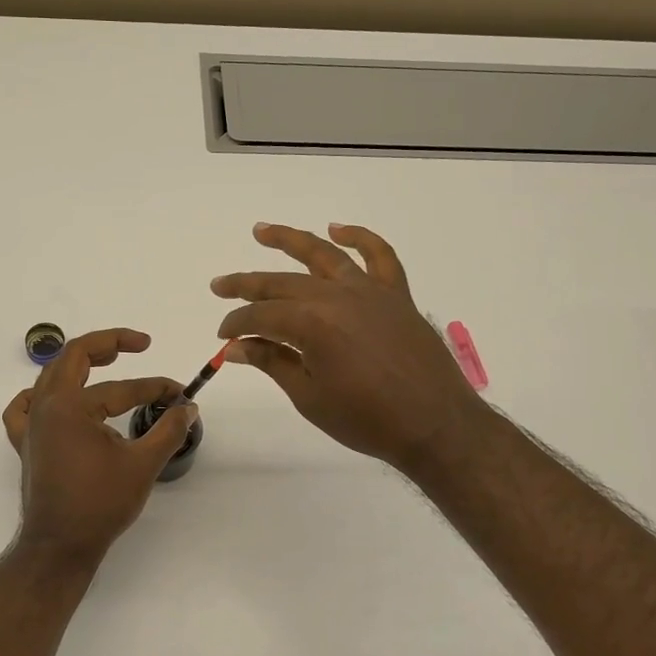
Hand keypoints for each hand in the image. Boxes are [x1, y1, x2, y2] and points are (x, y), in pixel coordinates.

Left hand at [1, 328, 198, 565]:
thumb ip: (168, 430)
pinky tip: (53, 399)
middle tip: (138, 344)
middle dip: (108, 344)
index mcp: (70, 406)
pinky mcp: (27, 444)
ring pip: (52, 377)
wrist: (59, 546)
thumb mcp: (142, 464)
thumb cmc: (99, 504)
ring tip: (105, 361)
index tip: (180, 395)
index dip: (154, 388)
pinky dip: (39, 396)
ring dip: (79, 363)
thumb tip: (188, 407)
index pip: (120, 387)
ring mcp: (31, 425)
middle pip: (74, 357)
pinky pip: (24, 407)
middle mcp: (45, 406)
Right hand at [212, 223, 483, 475]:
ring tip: (262, 230)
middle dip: (246, 285)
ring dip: (290, 240)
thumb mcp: (309, 396)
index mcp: (311, 323)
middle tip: (219, 285)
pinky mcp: (396, 295)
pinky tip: (338, 229)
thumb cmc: (367, 419)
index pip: (261, 315)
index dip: (237, 324)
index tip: (223, 337)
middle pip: (282, 282)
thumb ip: (272, 362)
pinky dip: (360, 237)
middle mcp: (337, 296)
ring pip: (323, 255)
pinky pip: (379, 256)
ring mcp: (369, 291)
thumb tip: (236, 347)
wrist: (435, 425)